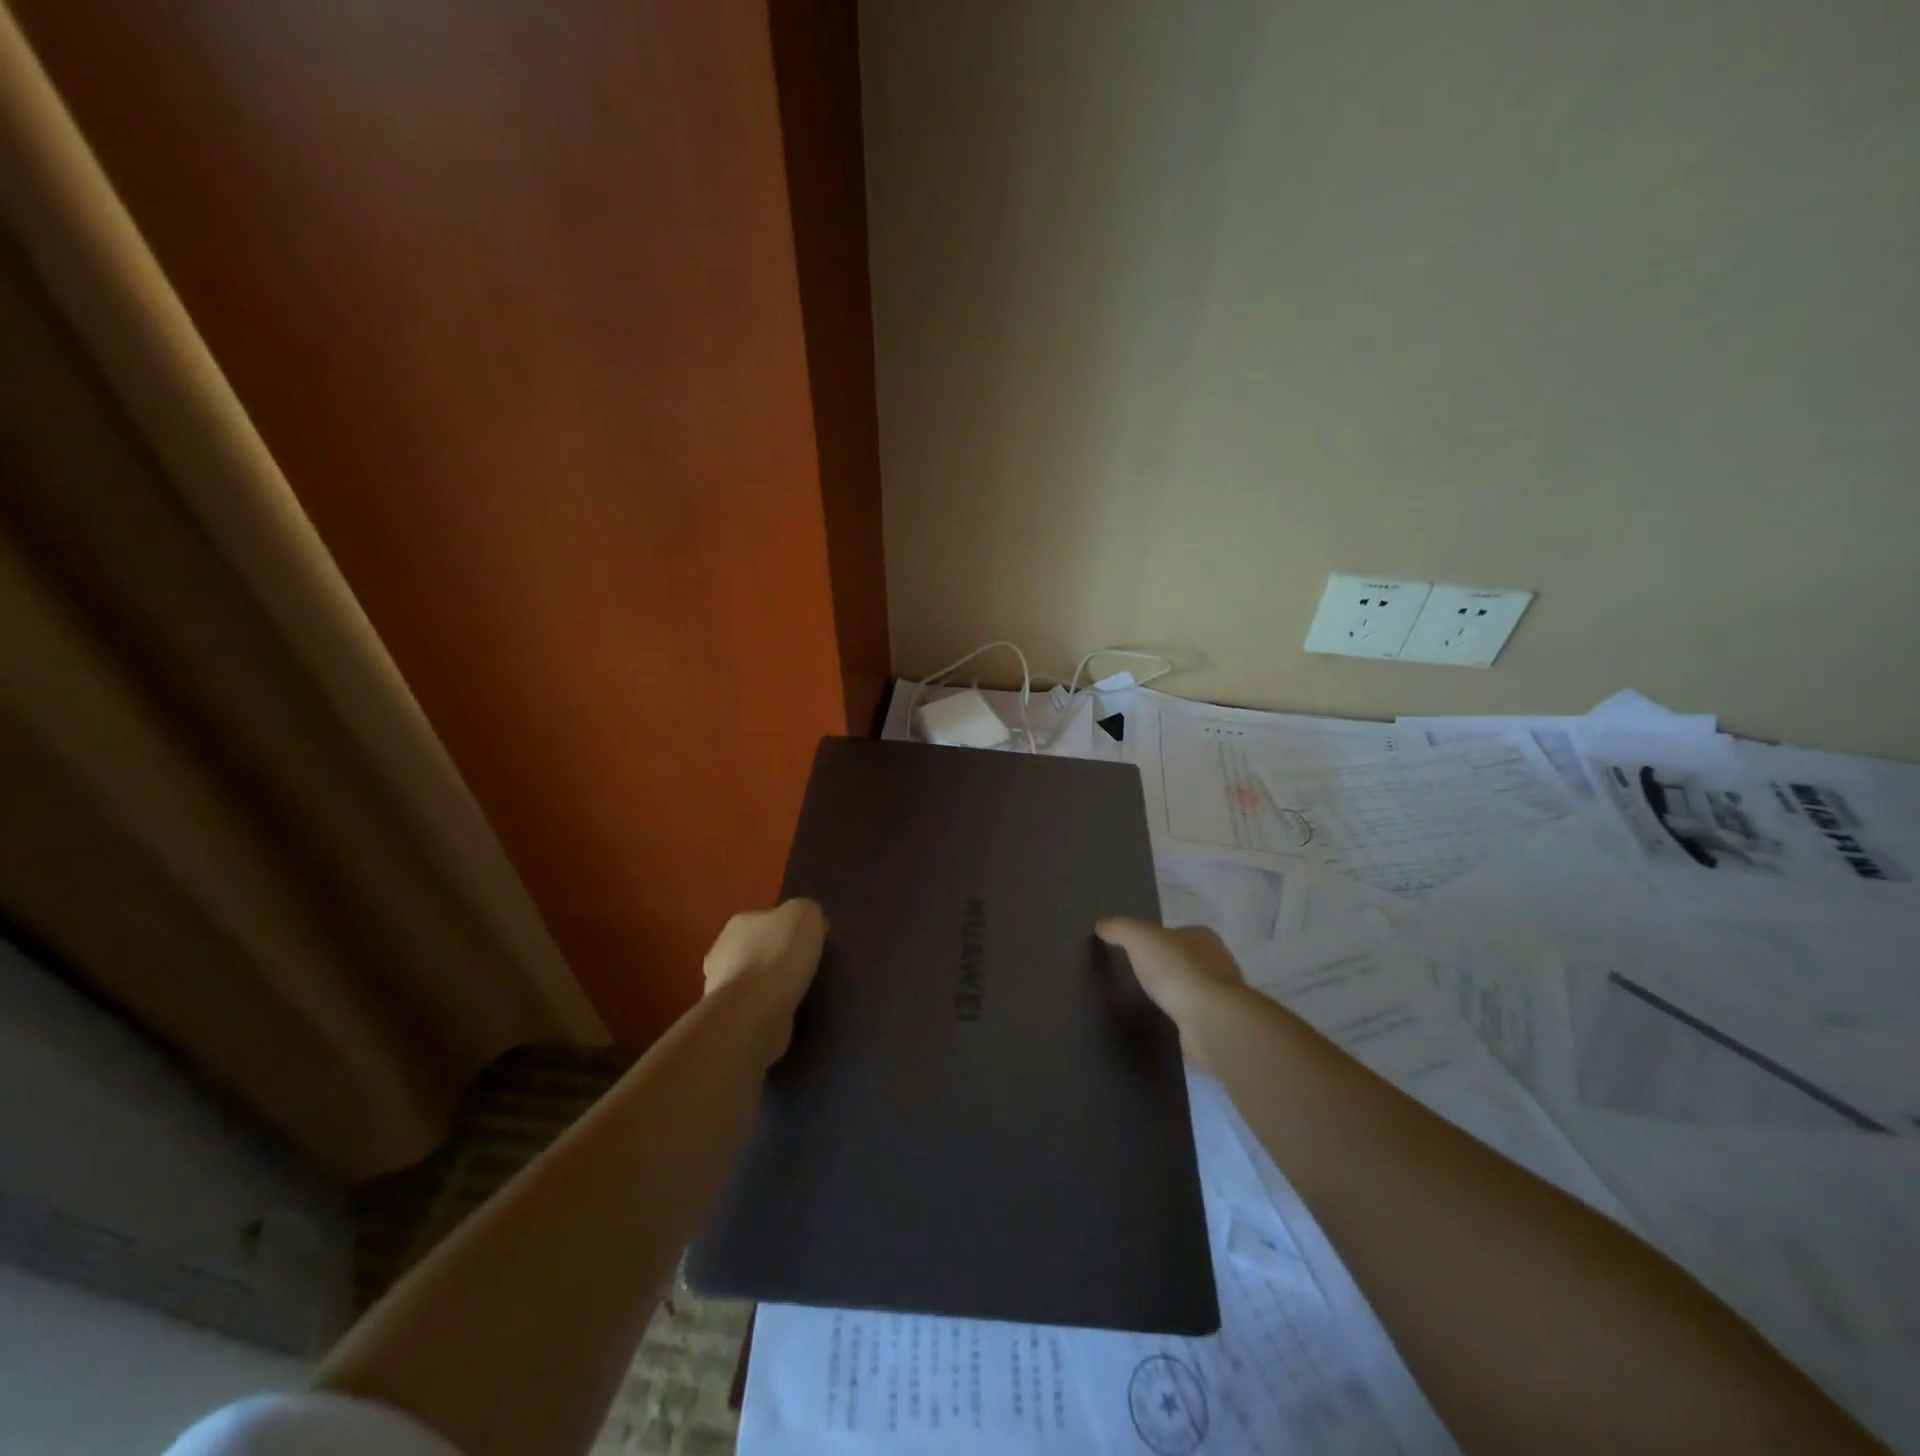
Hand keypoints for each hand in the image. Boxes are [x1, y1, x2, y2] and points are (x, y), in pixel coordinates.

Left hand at [703, 899, 827, 1059]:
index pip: (766, 919)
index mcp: (740, 922)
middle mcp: (723, 951)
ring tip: (799, 994)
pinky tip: (787, 1013)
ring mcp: (721, 987)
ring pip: (753, 980)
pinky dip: (768, 1009)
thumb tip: (808, 926)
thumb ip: (807, 912)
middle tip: (804, 968)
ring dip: (770, 986)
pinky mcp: (728, 1018)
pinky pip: (753, 1007)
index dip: (789, 929)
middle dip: (776, 957)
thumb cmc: (780, 955)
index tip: (809, 943)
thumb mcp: (806, 915)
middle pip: (756, 949)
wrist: (755, 1011)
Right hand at [1095, 917, 1247, 1071]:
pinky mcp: (1217, 1025)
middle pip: (1183, 960)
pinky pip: (1191, 1016)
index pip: (1175, 932)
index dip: (1154, 940)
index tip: (1132, 952)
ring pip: (1189, 989)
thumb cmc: (1178, 970)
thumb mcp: (1139, 938)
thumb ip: (1119, 928)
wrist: (1212, 1022)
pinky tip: (1161, 1023)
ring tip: (1143, 1002)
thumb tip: (1101, 925)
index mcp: (1202, 937)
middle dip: (1163, 967)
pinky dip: (1177, 1018)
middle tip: (1134, 977)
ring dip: (1171, 994)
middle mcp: (1217, 962)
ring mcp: (1219, 996)